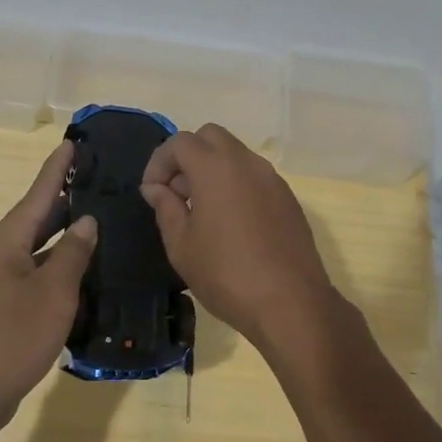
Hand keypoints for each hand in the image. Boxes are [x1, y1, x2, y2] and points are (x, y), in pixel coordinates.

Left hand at [0, 142, 96, 438]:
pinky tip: (81, 267)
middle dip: (64, 198)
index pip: (38, 194)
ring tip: (96, 216)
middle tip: (97, 179)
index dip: (57, 169)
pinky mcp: (2, 304)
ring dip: (63, 233)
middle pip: (36, 217)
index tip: (72, 143)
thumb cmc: (14, 336)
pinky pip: (34, 271)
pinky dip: (57, 263)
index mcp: (6, 241)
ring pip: (36, 246)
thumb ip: (73, 253)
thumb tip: (86, 222)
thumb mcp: (53, 292)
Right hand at [140, 124, 340, 350]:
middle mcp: (247, 163)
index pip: (180, 142)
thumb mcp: (182, 246)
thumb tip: (157, 188)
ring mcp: (272, 179)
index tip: (151, 192)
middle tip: (176, 194)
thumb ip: (166, 208)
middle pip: (210, 137)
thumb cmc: (226, 274)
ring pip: (236, 155)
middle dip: (187, 157)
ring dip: (212, 169)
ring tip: (201, 210)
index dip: (159, 162)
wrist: (290, 303)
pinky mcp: (288, 198)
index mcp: (216, 168)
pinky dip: (235, 184)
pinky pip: (254, 176)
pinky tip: (230, 223)